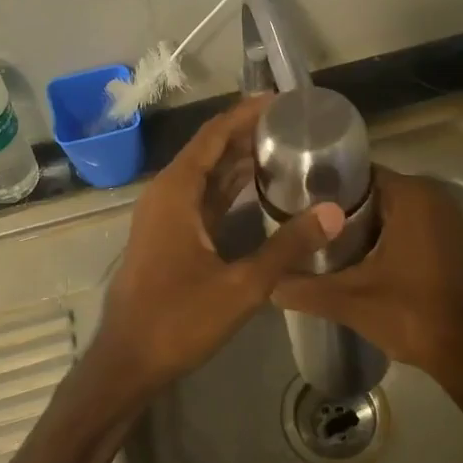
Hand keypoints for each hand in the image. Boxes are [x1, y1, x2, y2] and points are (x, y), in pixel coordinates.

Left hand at [95, 95, 344, 394]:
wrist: (128, 362)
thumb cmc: (178, 319)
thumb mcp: (241, 285)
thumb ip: (288, 247)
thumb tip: (335, 213)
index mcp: (176, 191)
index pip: (214, 134)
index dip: (246, 113)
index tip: (283, 101)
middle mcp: (167, 193)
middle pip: (210, 149)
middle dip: (248, 133)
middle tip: (294, 124)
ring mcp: (165, 215)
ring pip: (206, 174)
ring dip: (239, 160)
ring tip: (284, 147)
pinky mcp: (169, 236)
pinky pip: (202, 198)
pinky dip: (229, 188)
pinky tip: (258, 189)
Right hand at [271, 167, 462, 393]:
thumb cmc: (411, 314)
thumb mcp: (349, 300)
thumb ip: (303, 288)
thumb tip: (267, 283)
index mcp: (412, 196)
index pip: (358, 174)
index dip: (325, 188)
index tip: (297, 203)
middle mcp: (433, 196)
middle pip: (373, 191)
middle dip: (340, 207)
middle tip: (303, 223)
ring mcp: (447, 218)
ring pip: (391, 208)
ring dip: (362, 222)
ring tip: (322, 239)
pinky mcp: (452, 239)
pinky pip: (409, 223)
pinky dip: (385, 233)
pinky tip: (357, 255)